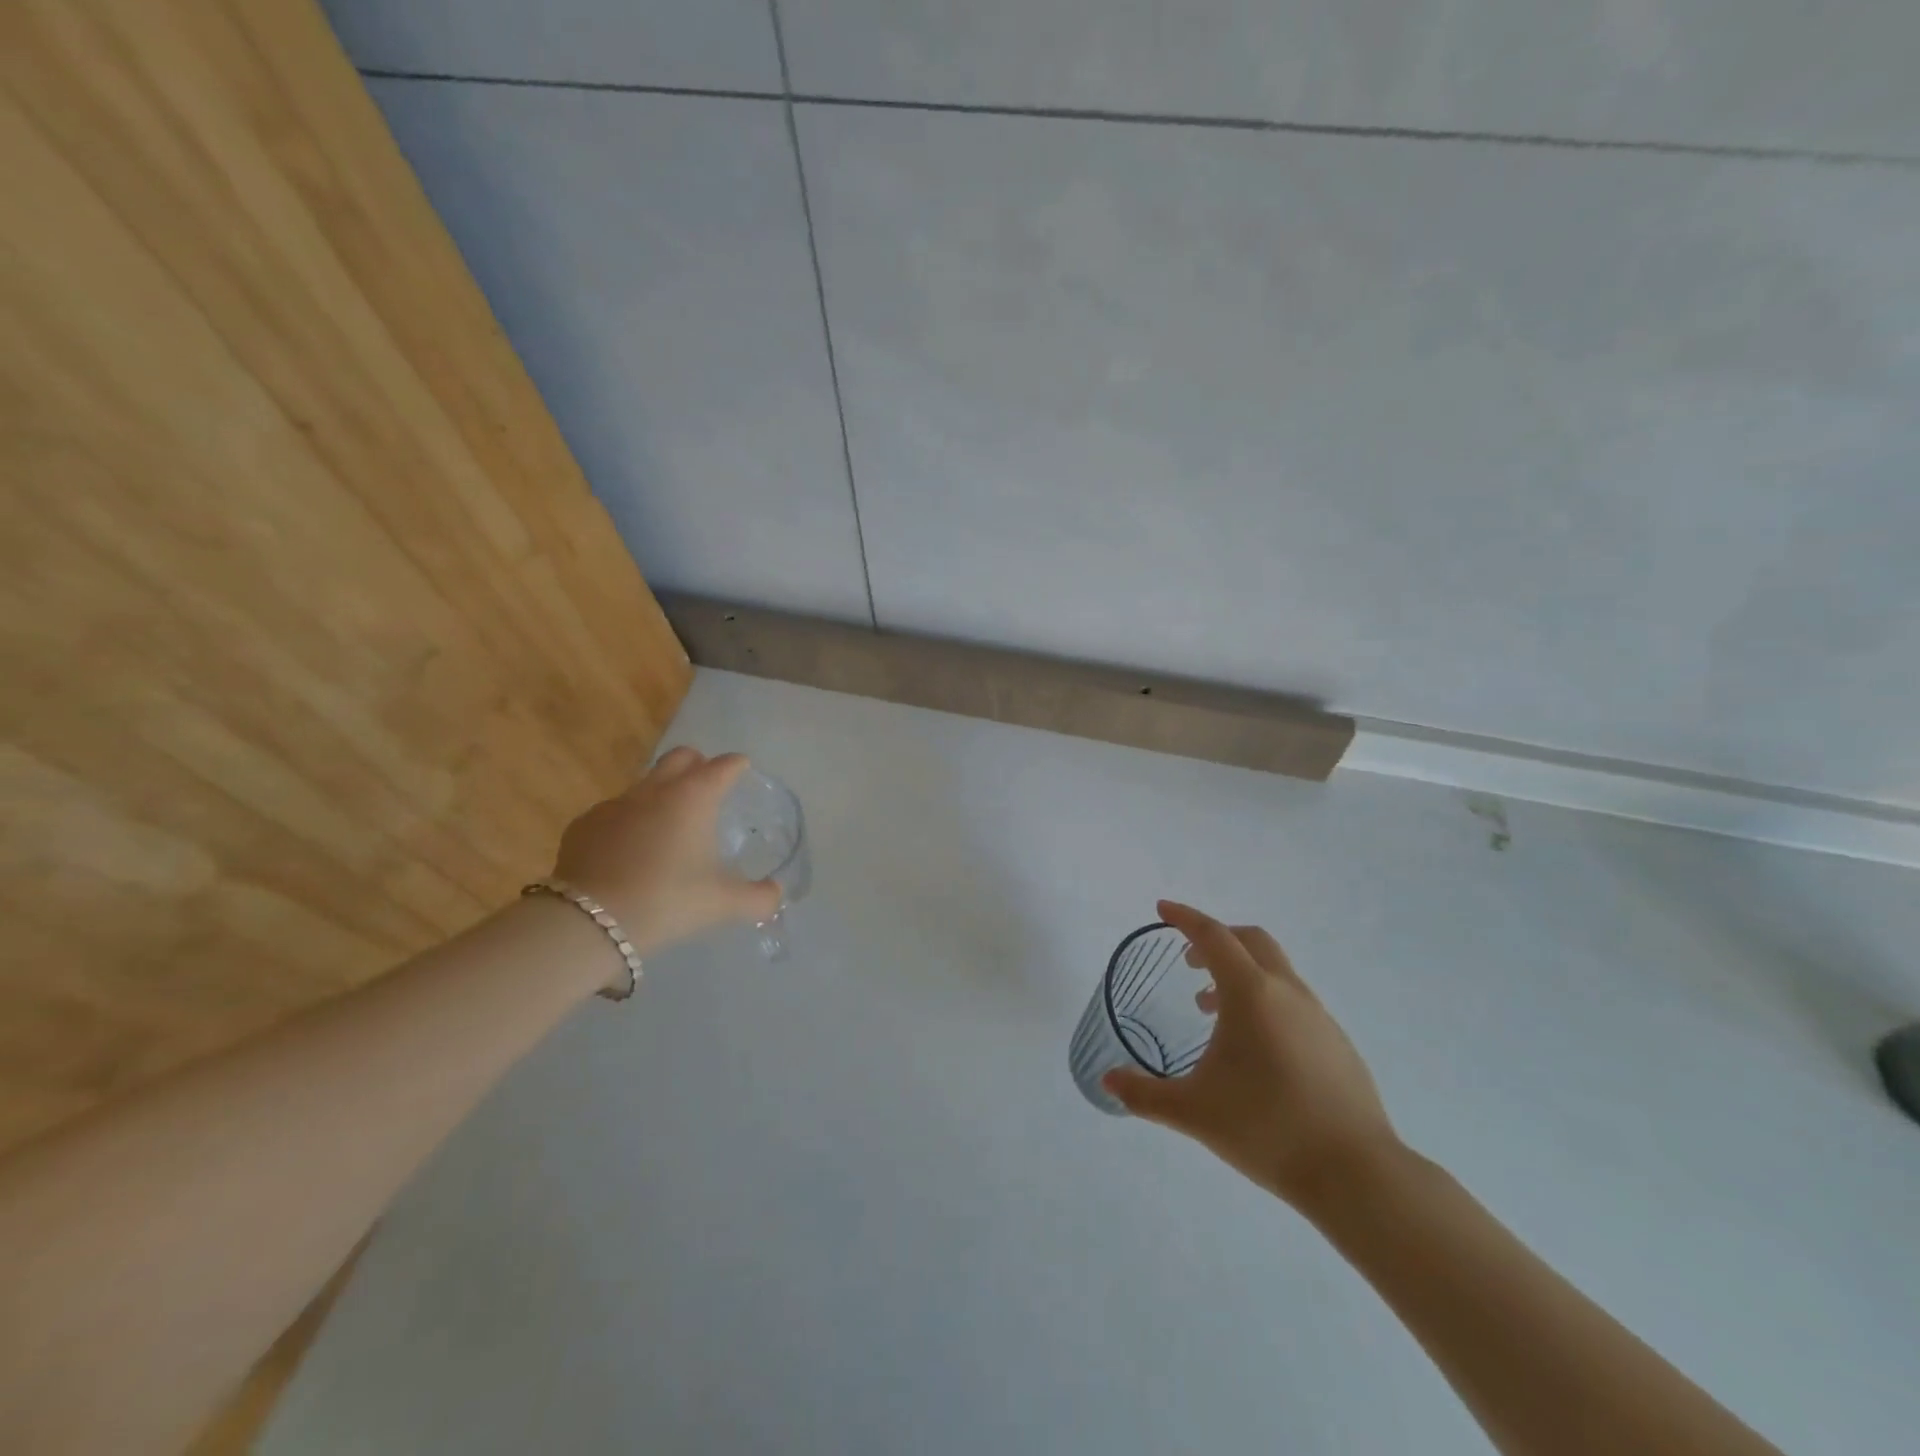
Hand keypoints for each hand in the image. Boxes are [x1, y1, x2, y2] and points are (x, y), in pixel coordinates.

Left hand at [551, 748, 781, 958]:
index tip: (742, 771)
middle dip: (697, 764)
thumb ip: (759, 898)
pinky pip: (613, 813)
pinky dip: (627, 823)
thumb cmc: (668, 901)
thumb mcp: (724, 903)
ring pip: (644, 784)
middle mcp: (654, 790)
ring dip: (660, 795)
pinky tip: (628, 852)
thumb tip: (776, 895)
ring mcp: (614, 805)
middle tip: (707, 787)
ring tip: (668, 828)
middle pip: (680, 757)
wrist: (590, 923)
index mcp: (694, 797)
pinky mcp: (583, 825)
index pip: (724, 766)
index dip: (737, 766)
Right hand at [1103, 900, 1400, 1210]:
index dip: (1185, 918)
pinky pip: (1294, 1002)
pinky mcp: (1338, 1044)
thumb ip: (1144, 1095)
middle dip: (1217, 939)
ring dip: (1241, 974)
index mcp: (1251, 993)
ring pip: (1275, 972)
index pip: (1213, 936)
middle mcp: (1287, 992)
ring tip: (1212, 1011)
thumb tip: (1108, 1082)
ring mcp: (1319, 1017)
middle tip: (1189, 962)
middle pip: (1251, 941)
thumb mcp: (1193, 1111)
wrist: (1357, 1174)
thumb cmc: (1266, 1128)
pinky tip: (1255, 1049)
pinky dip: (1266, 1002)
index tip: (1162, 910)